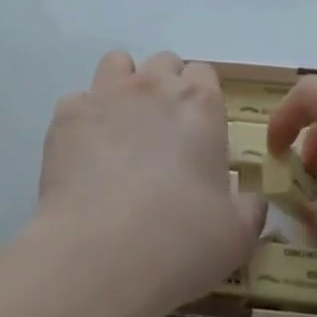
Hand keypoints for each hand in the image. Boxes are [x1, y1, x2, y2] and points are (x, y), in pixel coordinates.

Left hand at [37, 51, 266, 306]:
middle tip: (163, 132)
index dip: (202, 98)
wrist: (101, 253)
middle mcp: (153, 87)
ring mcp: (105, 95)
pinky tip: (84, 154)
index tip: (199, 130)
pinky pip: (77, 100)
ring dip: (123, 85)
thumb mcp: (237, 235)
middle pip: (163, 62)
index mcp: (200, 106)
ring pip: (117, 63)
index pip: (204, 74)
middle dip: (165, 86)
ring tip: (122, 128)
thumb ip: (248, 208)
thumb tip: (251, 201)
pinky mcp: (66, 115)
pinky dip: (83, 119)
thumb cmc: (181, 241)